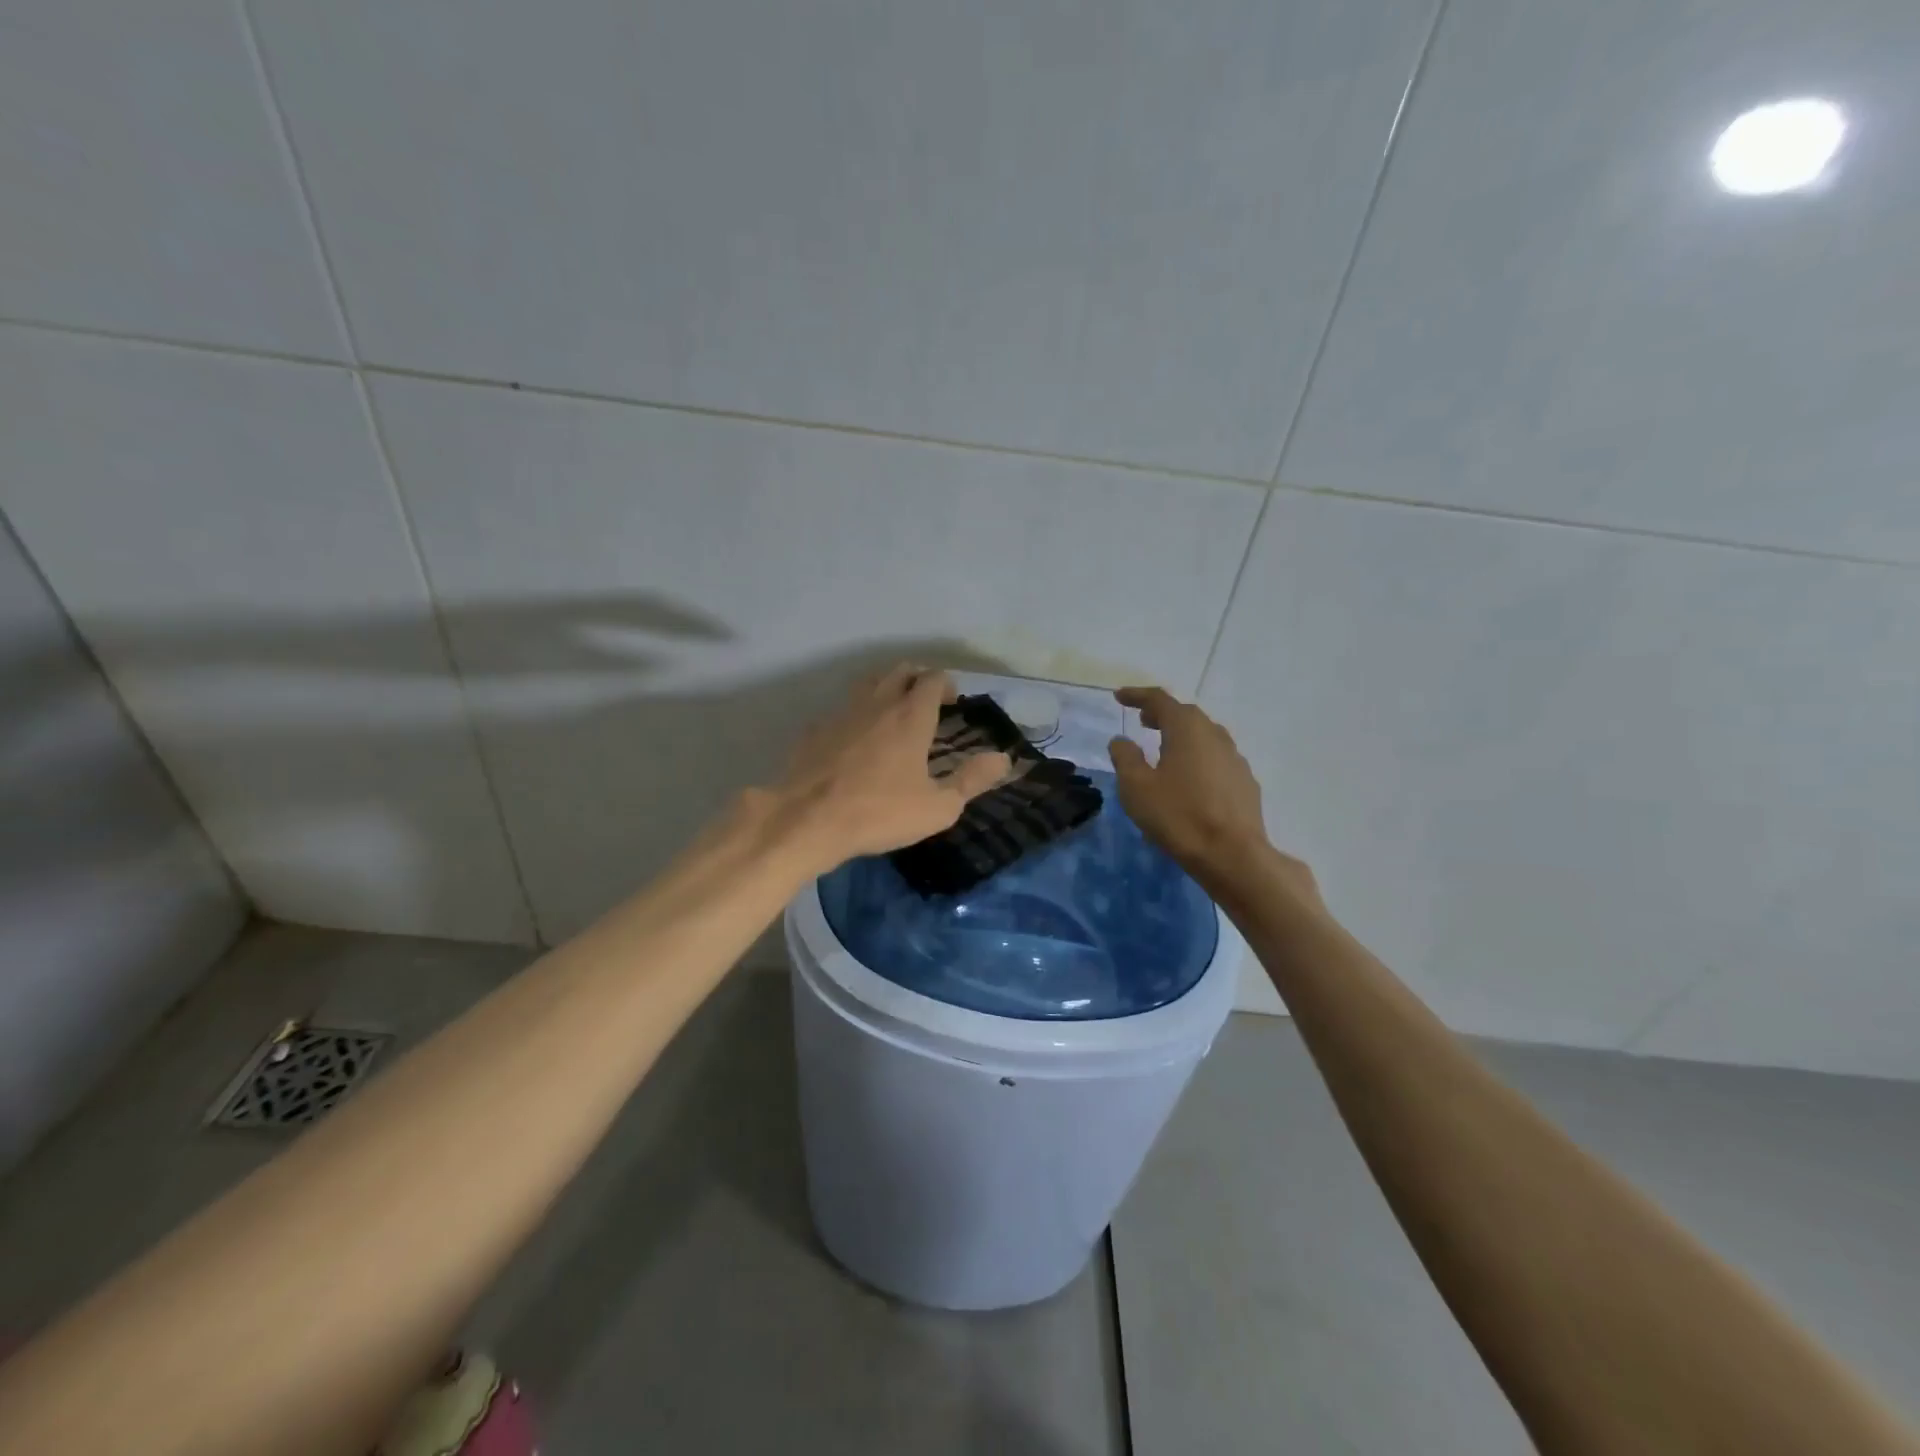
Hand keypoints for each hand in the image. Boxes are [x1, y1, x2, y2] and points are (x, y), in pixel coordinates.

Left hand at [767, 665, 1010, 872]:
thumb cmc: (880, 813)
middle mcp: (877, 703)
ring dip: (886, 688)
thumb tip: (1003, 758)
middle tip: (928, 703)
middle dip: (918, 679)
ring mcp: (842, 712)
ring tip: (894, 712)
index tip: (953, 703)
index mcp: (911, 716)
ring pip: (868, 683)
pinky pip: (842, 709)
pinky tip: (856, 739)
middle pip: (900, 670)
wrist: (807, 820)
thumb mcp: (938, 807)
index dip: (947, 685)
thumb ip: (972, 780)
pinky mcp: (815, 729)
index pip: (933, 679)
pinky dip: (857, 714)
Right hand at [1108, 687, 1315, 903]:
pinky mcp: (1245, 782)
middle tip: (1142, 721)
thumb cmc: (1178, 816)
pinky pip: (1215, 758)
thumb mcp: (1136, 787)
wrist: (1233, 855)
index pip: (1160, 700)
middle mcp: (1214, 735)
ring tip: (1164, 748)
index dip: (1137, 695)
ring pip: (1204, 736)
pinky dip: (1197, 757)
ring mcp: (1234, 758)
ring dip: (1181, 735)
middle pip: (1185, 715)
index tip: (1119, 696)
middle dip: (1161, 714)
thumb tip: (1121, 740)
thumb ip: (1125, 758)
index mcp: (1187, 729)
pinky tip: (1190, 777)